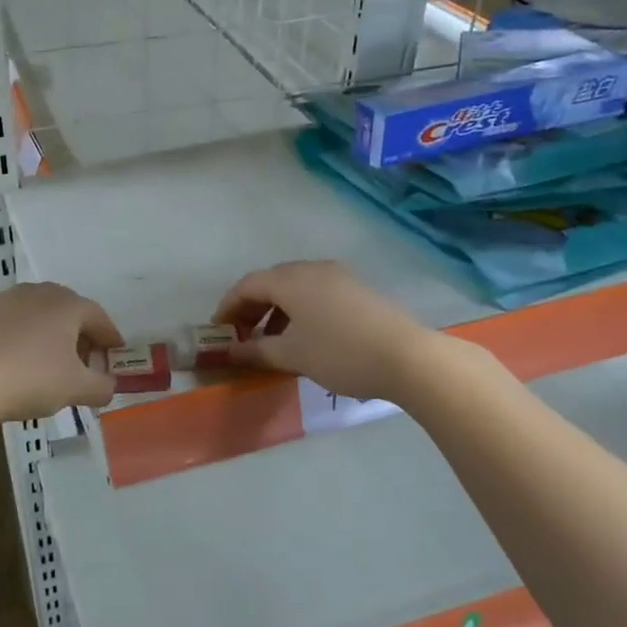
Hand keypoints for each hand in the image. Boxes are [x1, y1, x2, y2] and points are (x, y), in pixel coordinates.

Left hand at [0, 282, 122, 427]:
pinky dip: (19, 339)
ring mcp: (3, 300)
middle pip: (67, 311)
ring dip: (47, 335)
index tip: (115, 352)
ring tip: (48, 362)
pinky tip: (13, 362)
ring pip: (36, 315)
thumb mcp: (75, 389)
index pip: (98, 317)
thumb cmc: (29, 379)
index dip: (109, 337)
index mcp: (66, 305)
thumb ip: (100, 386)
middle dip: (79, 335)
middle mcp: (37, 292)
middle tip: (84, 361)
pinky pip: (8, 325)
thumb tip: (108, 385)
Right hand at [212, 260, 432, 402]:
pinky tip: (304, 337)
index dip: (228, 307)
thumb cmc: (341, 354)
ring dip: (276, 310)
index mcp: (291, 280)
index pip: (247, 285)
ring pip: (295, 287)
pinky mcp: (358, 290)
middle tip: (241, 335)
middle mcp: (313, 269)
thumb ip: (257, 351)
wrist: (408, 357)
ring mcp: (339, 277)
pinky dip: (299, 310)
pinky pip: (316, 293)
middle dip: (251, 307)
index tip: (218, 331)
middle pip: (271, 282)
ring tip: (271, 341)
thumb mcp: (293, 356)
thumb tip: (233, 352)